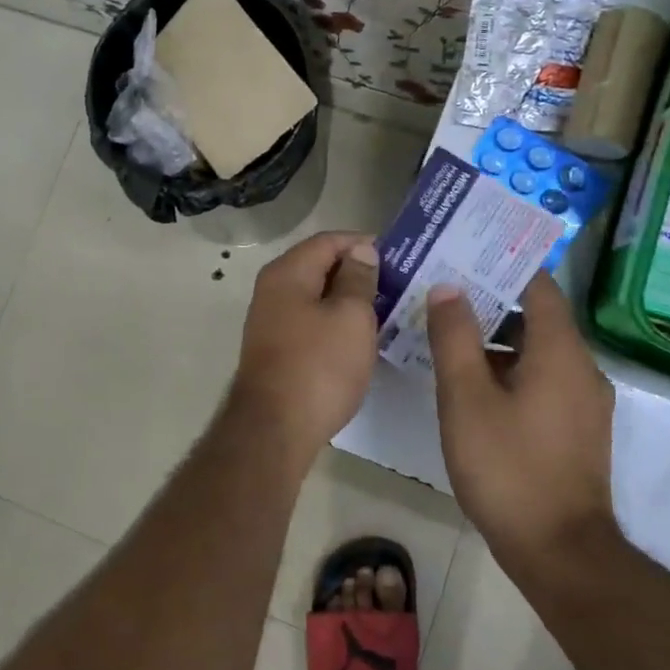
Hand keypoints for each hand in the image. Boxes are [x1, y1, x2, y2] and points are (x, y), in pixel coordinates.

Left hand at [227, 231, 379, 469]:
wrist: (275, 429)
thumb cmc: (319, 366)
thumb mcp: (351, 317)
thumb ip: (358, 279)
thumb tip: (360, 250)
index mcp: (287, 273)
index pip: (328, 240)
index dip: (363, 243)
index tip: (399, 257)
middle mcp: (272, 290)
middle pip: (319, 266)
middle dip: (358, 271)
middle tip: (399, 284)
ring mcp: (271, 321)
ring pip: (315, 297)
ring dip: (348, 300)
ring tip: (387, 310)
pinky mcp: (276, 349)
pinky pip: (310, 322)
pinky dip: (335, 323)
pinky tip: (359, 338)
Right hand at [427, 274, 617, 579]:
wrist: (560, 552)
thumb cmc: (508, 467)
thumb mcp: (466, 397)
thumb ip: (454, 337)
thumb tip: (448, 287)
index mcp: (560, 351)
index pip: (538, 285)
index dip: (503, 265)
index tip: (465, 254)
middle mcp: (581, 368)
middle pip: (537, 317)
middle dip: (491, 301)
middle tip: (444, 293)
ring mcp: (584, 402)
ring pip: (538, 352)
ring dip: (497, 340)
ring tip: (449, 338)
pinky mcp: (576, 429)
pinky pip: (543, 380)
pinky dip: (510, 370)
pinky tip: (472, 387)